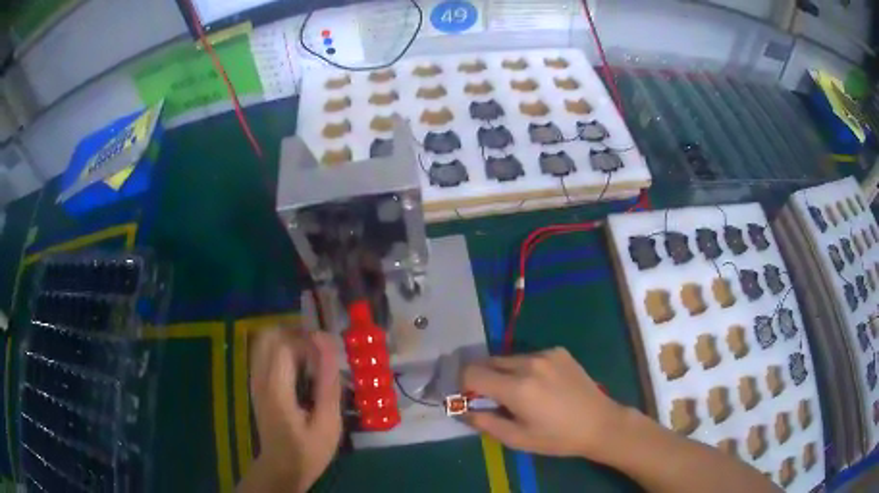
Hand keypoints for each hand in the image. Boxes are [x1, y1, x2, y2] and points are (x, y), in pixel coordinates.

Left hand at [244, 328, 341, 491]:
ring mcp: (254, 380)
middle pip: (269, 335)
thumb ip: (327, 382)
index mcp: (276, 388)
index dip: (309, 340)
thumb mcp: (328, 422)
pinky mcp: (256, 384)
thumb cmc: (309, 450)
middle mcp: (259, 378)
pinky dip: (283, 351)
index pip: (285, 343)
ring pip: (264, 341)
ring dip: (289, 341)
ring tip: (313, 358)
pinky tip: (301, 369)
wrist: (282, 468)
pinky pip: (264, 353)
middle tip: (320, 350)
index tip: (330, 352)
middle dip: (296, 334)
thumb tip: (326, 343)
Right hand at [462, 348, 629, 461]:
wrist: (599, 423)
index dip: (462, 384)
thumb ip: (484, 422)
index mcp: (516, 387)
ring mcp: (545, 354)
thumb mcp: (517, 438)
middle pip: (488, 362)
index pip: (472, 373)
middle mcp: (528, 363)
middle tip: (491, 398)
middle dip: (482, 378)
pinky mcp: (558, 351)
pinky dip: (524, 369)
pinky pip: (529, 356)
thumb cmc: (556, 437)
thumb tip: (461, 410)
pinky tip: (540, 386)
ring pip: (508, 359)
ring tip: (519, 394)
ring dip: (503, 373)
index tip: (466, 397)